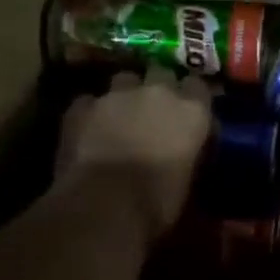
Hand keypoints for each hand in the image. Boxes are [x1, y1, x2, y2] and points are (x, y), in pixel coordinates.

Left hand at [56, 64, 212, 237]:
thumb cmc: (158, 202)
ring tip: (120, 119)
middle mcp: (157, 92)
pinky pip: (89, 101)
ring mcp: (115, 94)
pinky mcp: (81, 106)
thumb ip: (191, 153)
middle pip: (161, 73)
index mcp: (192, 111)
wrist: (104, 206)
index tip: (188, 115)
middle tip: (154, 114)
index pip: (198, 87)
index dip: (192, 99)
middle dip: (158, 88)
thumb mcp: (189, 180)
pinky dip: (91, 113)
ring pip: (124, 80)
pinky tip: (89, 132)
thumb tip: (187, 151)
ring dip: (125, 96)